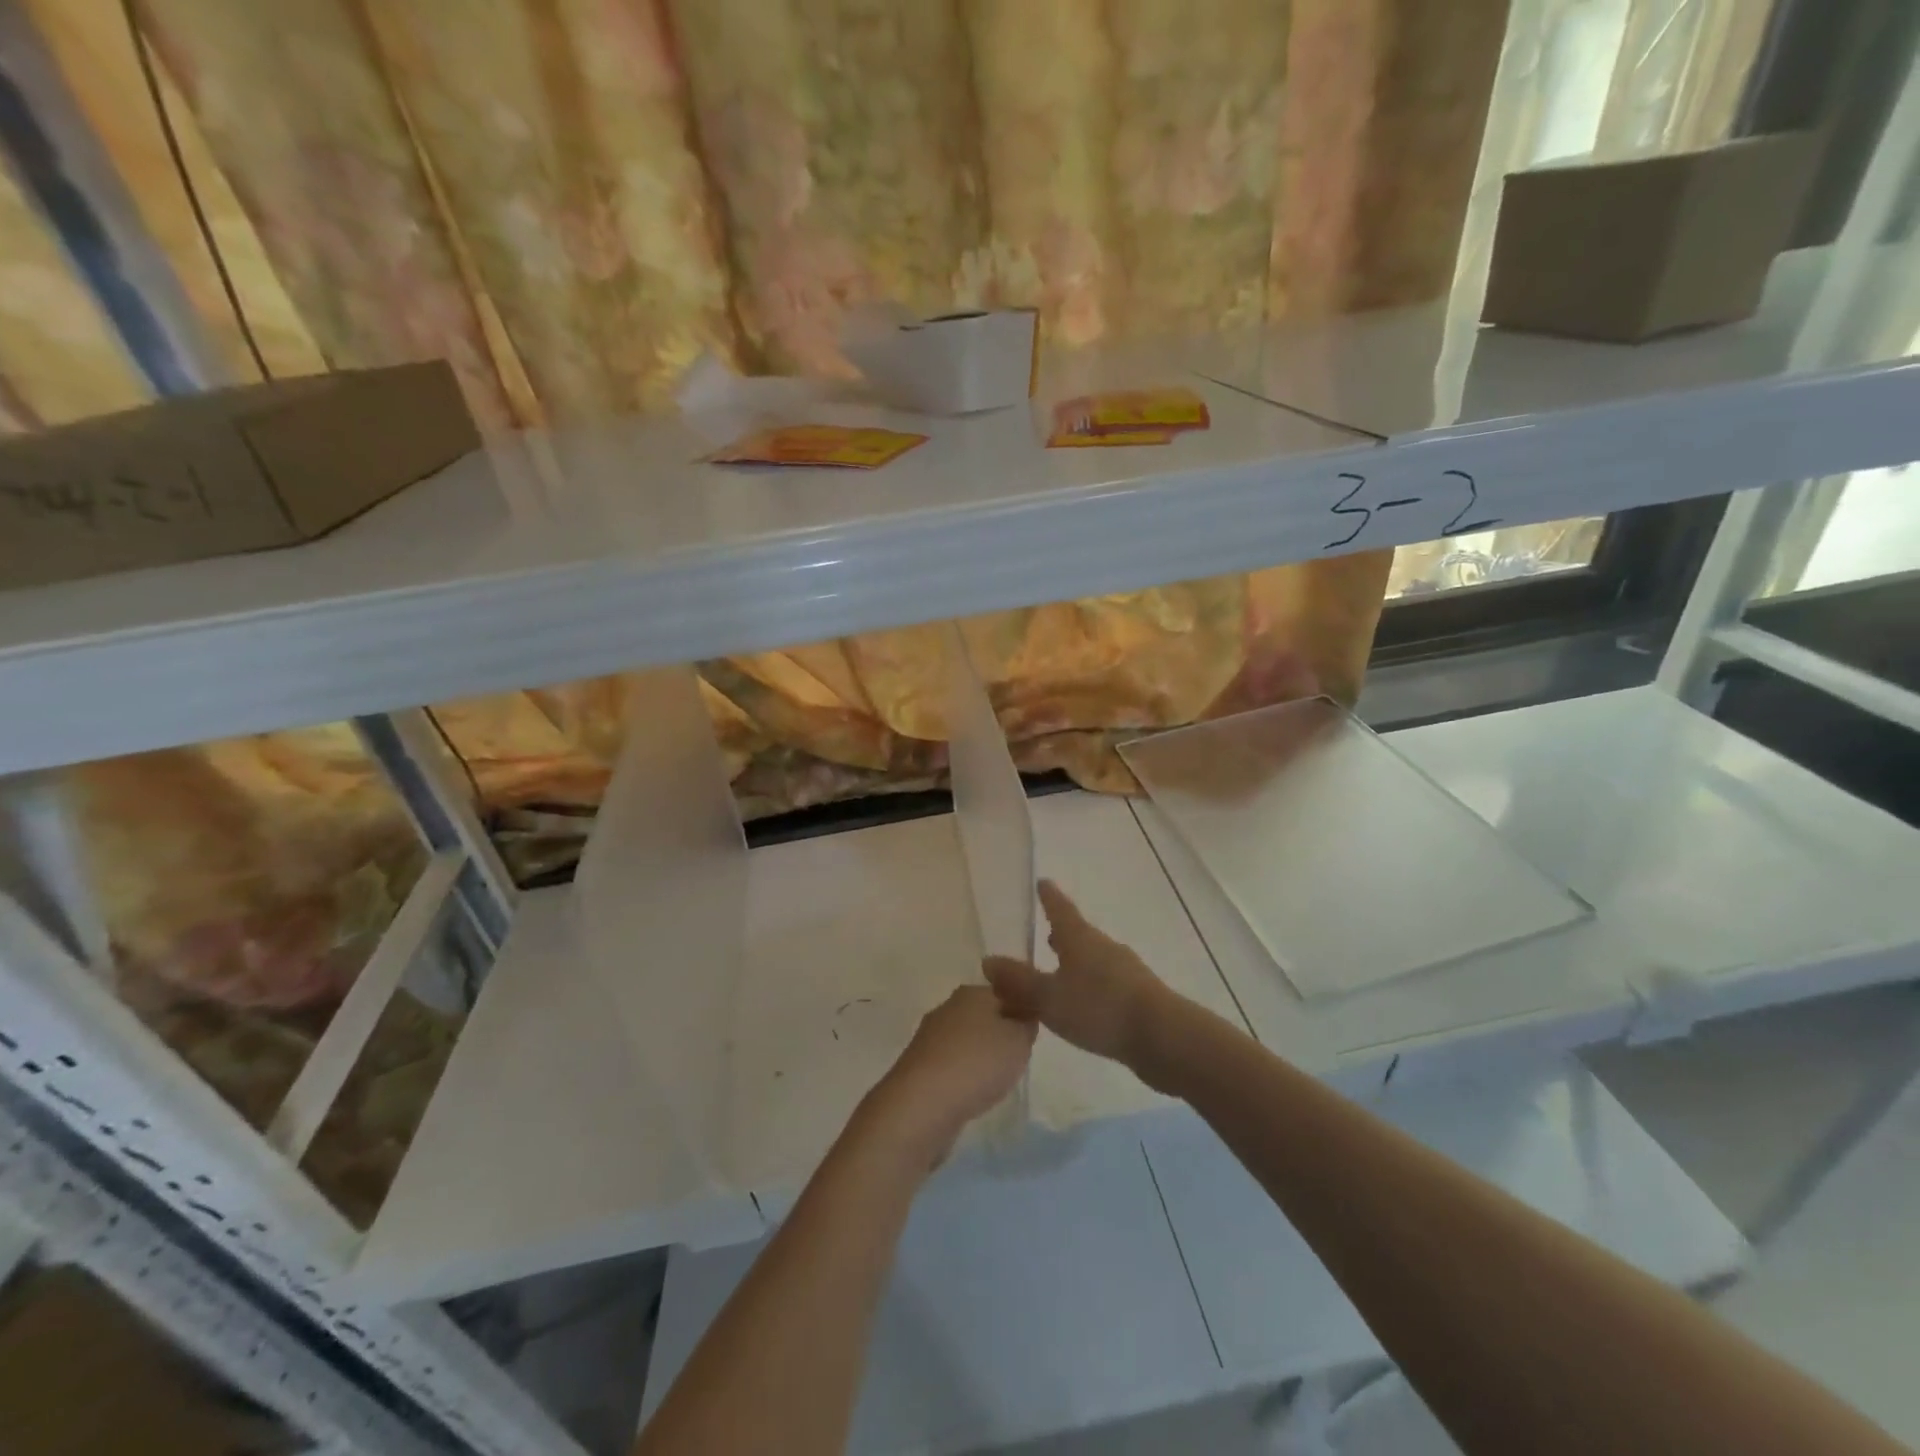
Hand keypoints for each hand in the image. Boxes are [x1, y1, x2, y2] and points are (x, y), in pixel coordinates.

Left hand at [862, 985, 1035, 1160]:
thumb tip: (1022, 1016)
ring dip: (982, 1056)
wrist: (922, 1104)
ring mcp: (931, 1036)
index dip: (1023, 1010)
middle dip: (1002, 1033)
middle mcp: (948, 1007)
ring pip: (967, 1040)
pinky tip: (973, 1093)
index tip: (1034, 1033)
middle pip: (985, 1015)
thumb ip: (1026, 1025)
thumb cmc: (977, 1063)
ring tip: (998, 1079)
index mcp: (972, 992)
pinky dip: (965, 1075)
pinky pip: (953, 1064)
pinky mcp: (920, 1065)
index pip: (1006, 991)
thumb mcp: (1019, 1040)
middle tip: (1020, 1057)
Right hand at [983, 880, 1169, 1069]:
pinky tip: (1081, 1006)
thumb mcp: (1049, 997)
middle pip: (1078, 935)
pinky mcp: (1137, 998)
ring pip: (1092, 960)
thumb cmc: (1100, 1008)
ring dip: (1074, 963)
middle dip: (1061, 934)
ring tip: (1058, 973)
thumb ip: (1018, 982)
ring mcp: (1125, 972)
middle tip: (1046, 933)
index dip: (1049, 897)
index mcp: (1080, 939)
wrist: (1163, 1037)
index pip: (1060, 909)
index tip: (1043, 882)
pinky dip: (1087, 988)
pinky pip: (1103, 985)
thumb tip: (988, 960)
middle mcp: (1103, 948)